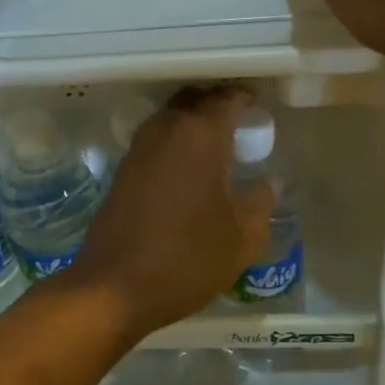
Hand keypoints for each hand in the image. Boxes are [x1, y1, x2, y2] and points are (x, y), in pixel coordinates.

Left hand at [59, 87, 273, 340]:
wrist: (115, 286)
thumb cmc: (187, 258)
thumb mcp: (241, 238)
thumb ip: (260, 203)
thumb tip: (270, 181)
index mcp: (199, 135)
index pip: (225, 98)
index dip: (245, 97)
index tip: (259, 106)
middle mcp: (165, 130)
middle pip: (193, 100)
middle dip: (216, 104)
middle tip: (239, 122)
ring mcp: (138, 149)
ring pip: (170, 118)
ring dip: (192, 122)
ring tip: (217, 145)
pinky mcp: (123, 170)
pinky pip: (155, 141)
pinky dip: (175, 142)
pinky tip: (188, 169)